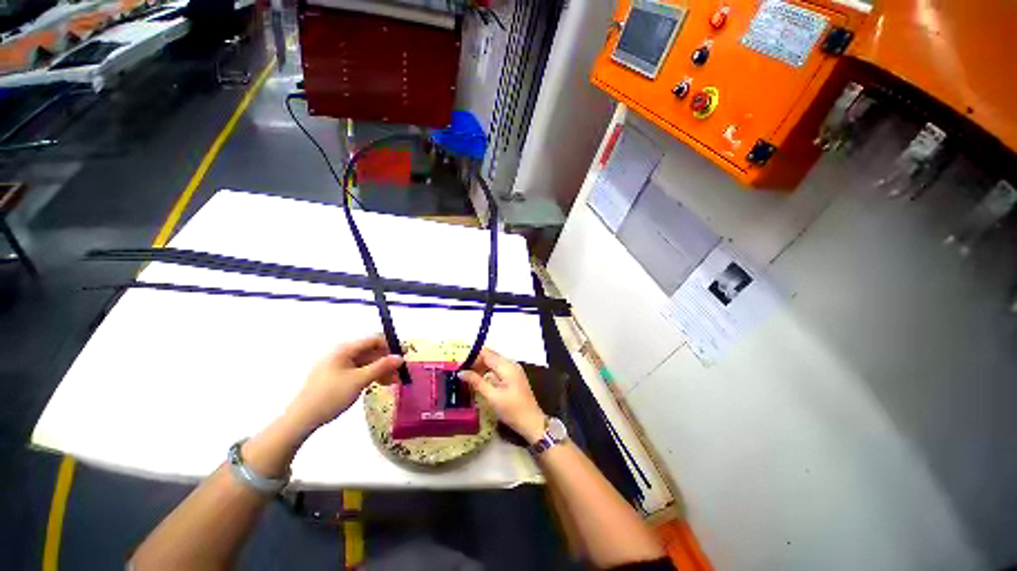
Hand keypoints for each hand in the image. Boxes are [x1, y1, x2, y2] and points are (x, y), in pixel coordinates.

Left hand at [284, 335, 403, 433]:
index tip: (402, 358)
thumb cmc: (331, 396)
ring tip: (392, 382)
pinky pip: (358, 370)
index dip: (390, 347)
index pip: (373, 340)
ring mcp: (338, 365)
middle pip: (370, 351)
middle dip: (386, 361)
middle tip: (399, 373)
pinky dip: (370, 375)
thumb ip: (381, 367)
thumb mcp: (359, 380)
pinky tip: (379, 384)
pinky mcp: (336, 376)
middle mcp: (342, 353)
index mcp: (345, 349)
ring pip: (366, 362)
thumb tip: (400, 358)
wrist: (301, 419)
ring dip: (380, 369)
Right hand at [458, 348, 546, 443]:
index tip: (460, 366)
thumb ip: (477, 382)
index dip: (473, 357)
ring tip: (468, 379)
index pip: (487, 353)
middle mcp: (511, 364)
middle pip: (490, 357)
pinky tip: (480, 382)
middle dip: (476, 363)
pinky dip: (488, 373)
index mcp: (506, 366)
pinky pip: (498, 370)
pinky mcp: (513, 378)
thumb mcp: (492, 396)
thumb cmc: (512, 410)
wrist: (532, 422)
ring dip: (481, 368)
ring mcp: (513, 370)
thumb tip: (461, 372)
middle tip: (462, 374)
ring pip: (494, 363)